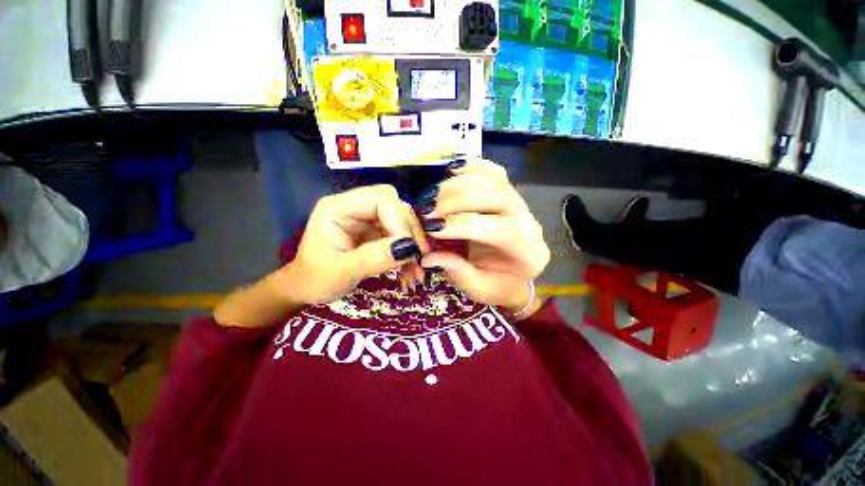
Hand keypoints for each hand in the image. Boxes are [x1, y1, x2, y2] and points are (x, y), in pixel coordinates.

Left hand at [281, 184, 424, 304]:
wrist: (308, 289)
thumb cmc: (315, 279)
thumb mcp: (341, 271)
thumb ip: (373, 258)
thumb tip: (409, 248)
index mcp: (340, 207)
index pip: (381, 199)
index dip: (399, 221)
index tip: (408, 249)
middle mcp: (356, 207)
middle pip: (396, 207)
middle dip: (410, 233)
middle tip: (419, 259)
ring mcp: (368, 220)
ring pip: (402, 222)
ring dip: (413, 245)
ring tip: (416, 271)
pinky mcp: (376, 232)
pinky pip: (400, 236)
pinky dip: (408, 253)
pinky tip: (410, 270)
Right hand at [419, 159, 549, 313]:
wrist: (515, 274)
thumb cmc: (498, 284)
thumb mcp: (478, 289)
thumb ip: (457, 272)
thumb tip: (427, 257)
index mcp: (526, 250)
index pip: (500, 229)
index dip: (461, 225)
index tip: (430, 227)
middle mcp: (528, 220)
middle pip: (498, 196)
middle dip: (457, 199)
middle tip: (427, 209)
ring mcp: (520, 201)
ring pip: (495, 180)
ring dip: (459, 182)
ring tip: (433, 194)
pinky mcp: (508, 191)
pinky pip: (493, 171)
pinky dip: (472, 167)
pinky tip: (451, 172)